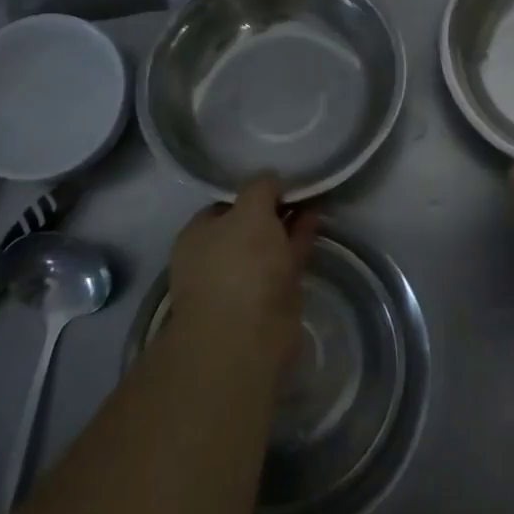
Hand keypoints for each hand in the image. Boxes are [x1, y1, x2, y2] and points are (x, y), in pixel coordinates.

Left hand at [167, 174, 316, 385]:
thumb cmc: (239, 264)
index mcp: (197, 236)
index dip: (250, 191)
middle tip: (300, 187)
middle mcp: (215, 258)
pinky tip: (316, 223)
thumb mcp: (250, 210)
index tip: (276, 179)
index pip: (224, 204)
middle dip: (272, 208)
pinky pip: (285, 261)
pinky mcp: (269, 299)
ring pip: (269, 244)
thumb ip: (260, 188)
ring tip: (315, 199)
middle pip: (248, 225)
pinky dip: (299, 242)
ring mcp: (242, 281)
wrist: (248, 335)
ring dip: (289, 224)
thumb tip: (270, 178)